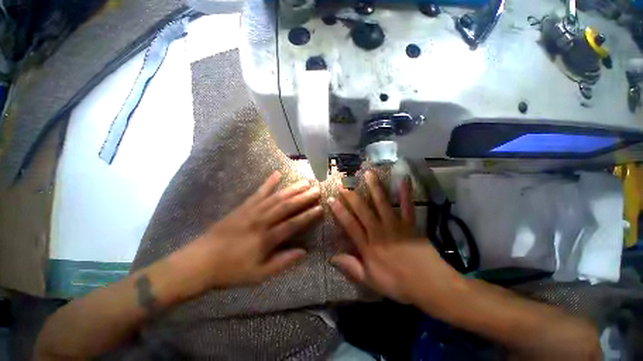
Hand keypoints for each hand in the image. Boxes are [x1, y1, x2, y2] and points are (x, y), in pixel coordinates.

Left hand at [172, 171, 321, 291]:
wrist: (199, 261)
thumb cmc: (230, 271)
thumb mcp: (259, 275)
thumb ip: (282, 262)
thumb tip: (303, 252)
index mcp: (266, 239)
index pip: (293, 224)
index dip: (308, 216)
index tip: (320, 208)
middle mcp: (261, 221)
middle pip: (286, 206)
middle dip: (303, 197)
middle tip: (316, 189)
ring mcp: (251, 211)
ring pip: (275, 197)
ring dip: (291, 189)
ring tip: (304, 182)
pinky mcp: (243, 206)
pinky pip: (258, 192)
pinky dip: (268, 183)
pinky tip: (276, 174)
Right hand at [329, 171, 461, 305]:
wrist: (430, 285)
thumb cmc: (397, 284)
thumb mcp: (370, 281)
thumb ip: (351, 267)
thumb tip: (331, 258)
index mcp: (368, 246)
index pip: (350, 224)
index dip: (339, 211)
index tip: (331, 199)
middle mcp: (379, 231)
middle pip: (363, 210)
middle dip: (351, 196)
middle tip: (344, 184)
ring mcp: (395, 225)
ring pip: (382, 203)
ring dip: (374, 187)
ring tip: (368, 173)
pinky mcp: (410, 224)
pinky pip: (407, 206)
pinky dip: (405, 193)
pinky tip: (404, 179)